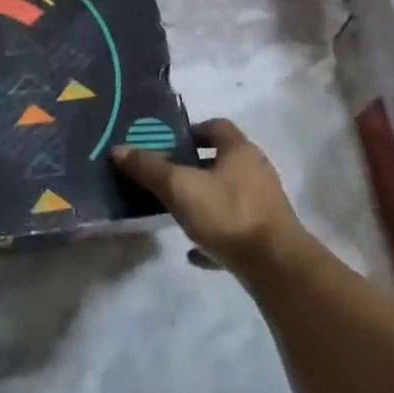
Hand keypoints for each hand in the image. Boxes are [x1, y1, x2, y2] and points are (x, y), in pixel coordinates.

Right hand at [112, 119, 310, 273]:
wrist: (275, 265)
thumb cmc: (227, 214)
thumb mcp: (180, 188)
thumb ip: (149, 168)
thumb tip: (118, 149)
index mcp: (240, 151)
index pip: (217, 126)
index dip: (192, 131)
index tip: (168, 144)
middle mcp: (256, 172)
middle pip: (223, 160)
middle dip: (194, 166)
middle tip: (165, 177)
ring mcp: (263, 204)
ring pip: (228, 194)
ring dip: (204, 200)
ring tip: (176, 211)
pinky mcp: (265, 235)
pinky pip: (234, 228)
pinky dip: (214, 233)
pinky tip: (193, 250)